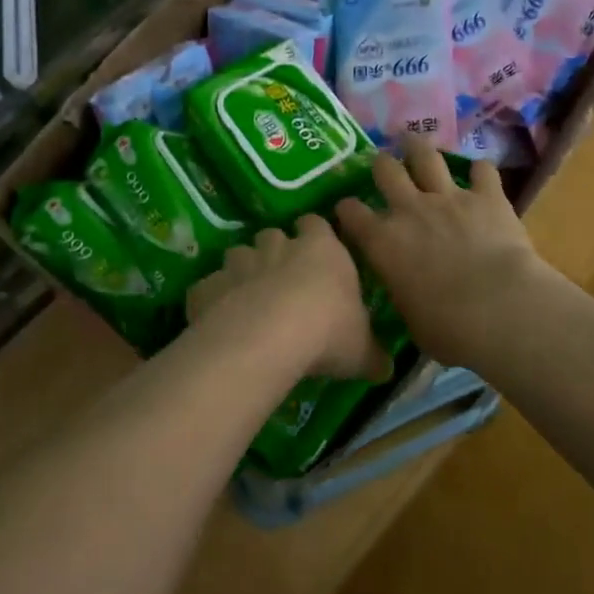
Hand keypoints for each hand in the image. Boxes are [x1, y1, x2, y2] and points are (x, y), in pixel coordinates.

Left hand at [186, 216, 388, 380]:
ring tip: (248, 303)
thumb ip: (373, 355)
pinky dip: (213, 299)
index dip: (314, 236)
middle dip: (275, 252)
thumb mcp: (362, 349)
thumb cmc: (327, 331)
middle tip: (281, 282)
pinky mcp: (207, 285)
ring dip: (242, 272)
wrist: (268, 336)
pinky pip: (208, 287)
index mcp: (321, 249)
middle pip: (272, 235)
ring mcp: (238, 262)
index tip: (316, 255)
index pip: (316, 224)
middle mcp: (277, 246)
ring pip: (237, 255)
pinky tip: (218, 322)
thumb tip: (386, 369)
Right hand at [334, 135, 553, 366]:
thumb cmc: (448, 328)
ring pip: (426, 156)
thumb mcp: (410, 317)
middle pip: (386, 170)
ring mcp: (448, 198)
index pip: (351, 213)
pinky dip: (480, 172)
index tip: (347, 210)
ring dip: (419, 148)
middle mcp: (410, 210)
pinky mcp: (486, 196)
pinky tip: (481, 174)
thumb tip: (405, 292)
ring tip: (414, 142)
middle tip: (383, 165)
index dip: (347, 209)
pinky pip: (482, 171)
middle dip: (381, 165)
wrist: (499, 309)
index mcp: (383, 242)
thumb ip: (403, 292)